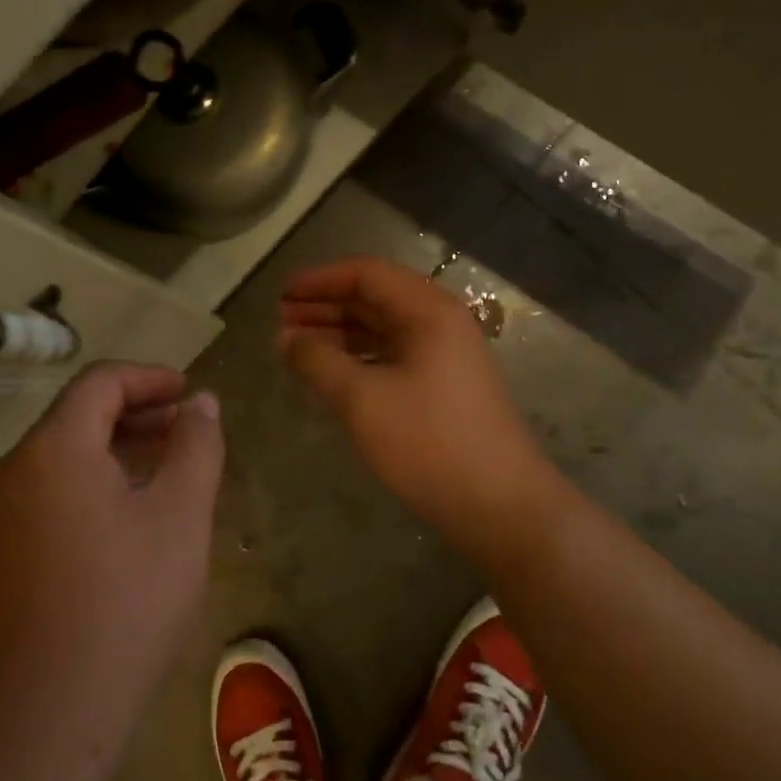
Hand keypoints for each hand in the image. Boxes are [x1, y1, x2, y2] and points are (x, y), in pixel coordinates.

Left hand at [0, 363, 223, 772]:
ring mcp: (5, 510)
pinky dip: (99, 478)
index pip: (102, 381)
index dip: (152, 377)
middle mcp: (18, 467)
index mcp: (55, 446)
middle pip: (81, 413)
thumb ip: (196, 446)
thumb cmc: (126, 600)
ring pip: (68, 452)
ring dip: (121, 446)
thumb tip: (202, 403)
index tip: (193, 394)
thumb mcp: (179, 514)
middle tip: (191, 429)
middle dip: (140, 411)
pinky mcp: (7, 547)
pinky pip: (56, 487)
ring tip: (172, 466)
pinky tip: (136, 510)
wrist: (49, 712)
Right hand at [279, 257, 562, 557]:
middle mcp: (439, 322)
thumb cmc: (428, 442)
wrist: (500, 506)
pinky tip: (330, 373)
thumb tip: (285, 338)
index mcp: (427, 310)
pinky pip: (391, 356)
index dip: (319, 280)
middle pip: (374, 298)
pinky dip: (357, 358)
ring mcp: (444, 355)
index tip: (280, 294)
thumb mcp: (362, 399)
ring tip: (295, 347)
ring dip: (338, 333)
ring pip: (381, 329)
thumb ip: (317, 361)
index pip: (365, 274)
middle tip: (280, 322)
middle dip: (325, 306)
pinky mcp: (442, 386)